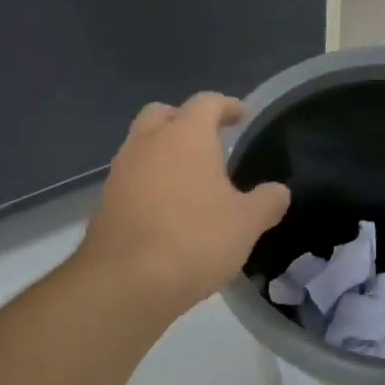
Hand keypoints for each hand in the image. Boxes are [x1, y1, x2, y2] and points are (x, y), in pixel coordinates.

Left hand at [78, 92, 290, 321]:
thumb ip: (267, 202)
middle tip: (208, 140)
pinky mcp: (106, 201)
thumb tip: (278, 191)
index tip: (242, 116)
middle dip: (185, 120)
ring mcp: (121, 171)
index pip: (207, 102)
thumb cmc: (195, 240)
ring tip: (189, 177)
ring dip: (163, 152)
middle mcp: (148, 143)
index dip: (227, 106)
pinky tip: (167, 208)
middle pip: (163, 114)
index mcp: (185, 136)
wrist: (126, 282)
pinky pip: (131, 177)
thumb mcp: (246, 224)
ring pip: (142, 145)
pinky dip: (149, 181)